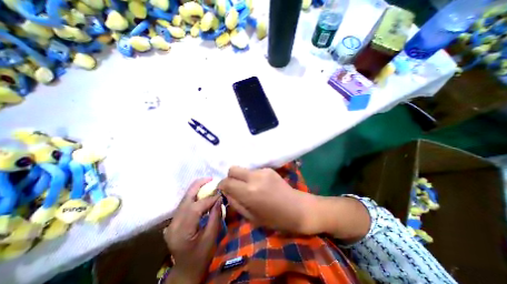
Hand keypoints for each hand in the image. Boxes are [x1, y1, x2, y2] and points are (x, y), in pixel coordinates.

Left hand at [165, 178, 221, 282]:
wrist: (185, 271)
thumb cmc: (201, 257)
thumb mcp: (211, 238)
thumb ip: (215, 216)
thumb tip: (219, 199)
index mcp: (182, 231)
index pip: (196, 207)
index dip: (209, 198)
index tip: (221, 193)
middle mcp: (173, 224)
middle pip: (185, 199)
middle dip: (198, 185)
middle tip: (210, 178)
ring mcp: (171, 223)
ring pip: (184, 200)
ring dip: (196, 189)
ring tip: (208, 183)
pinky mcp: (174, 221)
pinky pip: (184, 204)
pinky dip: (194, 196)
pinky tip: (202, 193)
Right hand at [217, 167, 319, 234]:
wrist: (297, 208)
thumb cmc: (274, 218)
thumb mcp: (251, 217)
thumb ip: (235, 202)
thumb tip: (226, 192)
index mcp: (249, 192)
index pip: (226, 182)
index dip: (221, 185)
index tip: (223, 190)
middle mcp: (254, 177)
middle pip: (233, 169)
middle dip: (230, 177)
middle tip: (235, 187)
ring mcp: (263, 171)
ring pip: (243, 169)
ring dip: (242, 177)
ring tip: (250, 188)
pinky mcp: (269, 169)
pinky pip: (254, 171)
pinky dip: (252, 177)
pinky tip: (260, 185)